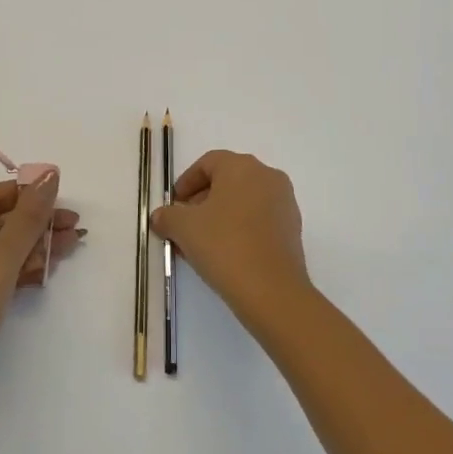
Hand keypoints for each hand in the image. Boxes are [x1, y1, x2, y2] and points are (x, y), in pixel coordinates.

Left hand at [0, 171, 82, 402]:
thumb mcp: (1, 255)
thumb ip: (28, 215)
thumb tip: (48, 175)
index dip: (26, 192)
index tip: (60, 196)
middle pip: (3, 221)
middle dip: (39, 221)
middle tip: (75, 225)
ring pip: (7, 247)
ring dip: (39, 244)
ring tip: (74, 244)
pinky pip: (5, 271)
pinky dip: (28, 267)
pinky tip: (52, 268)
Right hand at [148, 151, 313, 333]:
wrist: (271, 290)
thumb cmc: (224, 245)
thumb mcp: (184, 228)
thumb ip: (167, 216)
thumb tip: (160, 217)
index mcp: (242, 167)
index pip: (208, 163)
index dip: (186, 182)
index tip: (173, 204)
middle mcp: (267, 176)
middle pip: (227, 181)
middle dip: (202, 200)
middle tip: (184, 224)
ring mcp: (284, 202)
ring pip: (244, 201)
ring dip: (220, 216)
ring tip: (201, 243)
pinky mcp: (292, 229)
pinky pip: (259, 219)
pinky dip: (240, 228)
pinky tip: (225, 253)